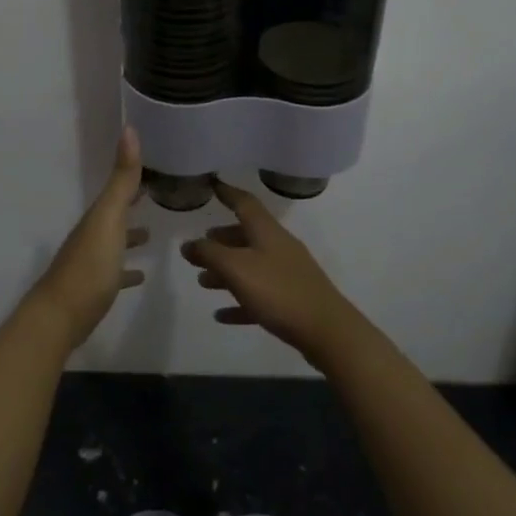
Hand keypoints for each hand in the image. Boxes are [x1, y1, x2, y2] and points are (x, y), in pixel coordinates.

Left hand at [25, 129, 148, 349]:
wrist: (59, 317)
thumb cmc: (89, 266)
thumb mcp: (109, 218)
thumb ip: (122, 180)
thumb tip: (129, 128)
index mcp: (97, 216)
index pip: (117, 188)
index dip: (134, 176)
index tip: (155, 163)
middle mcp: (92, 234)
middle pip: (114, 212)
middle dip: (132, 202)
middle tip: (157, 194)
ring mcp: (91, 262)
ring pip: (113, 240)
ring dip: (130, 234)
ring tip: (152, 233)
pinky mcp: (94, 288)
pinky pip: (114, 271)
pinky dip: (127, 268)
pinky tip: (139, 274)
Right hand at [180, 182, 364, 367]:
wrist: (327, 331)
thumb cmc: (278, 291)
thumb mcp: (236, 268)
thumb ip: (209, 254)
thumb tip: (188, 244)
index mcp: (267, 231)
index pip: (244, 202)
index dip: (227, 192)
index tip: (212, 184)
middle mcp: (278, 247)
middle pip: (246, 235)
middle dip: (222, 239)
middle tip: (200, 246)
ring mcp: (287, 274)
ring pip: (250, 266)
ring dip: (226, 272)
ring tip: (203, 281)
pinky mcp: (291, 301)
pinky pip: (259, 296)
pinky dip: (239, 301)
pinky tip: (222, 315)